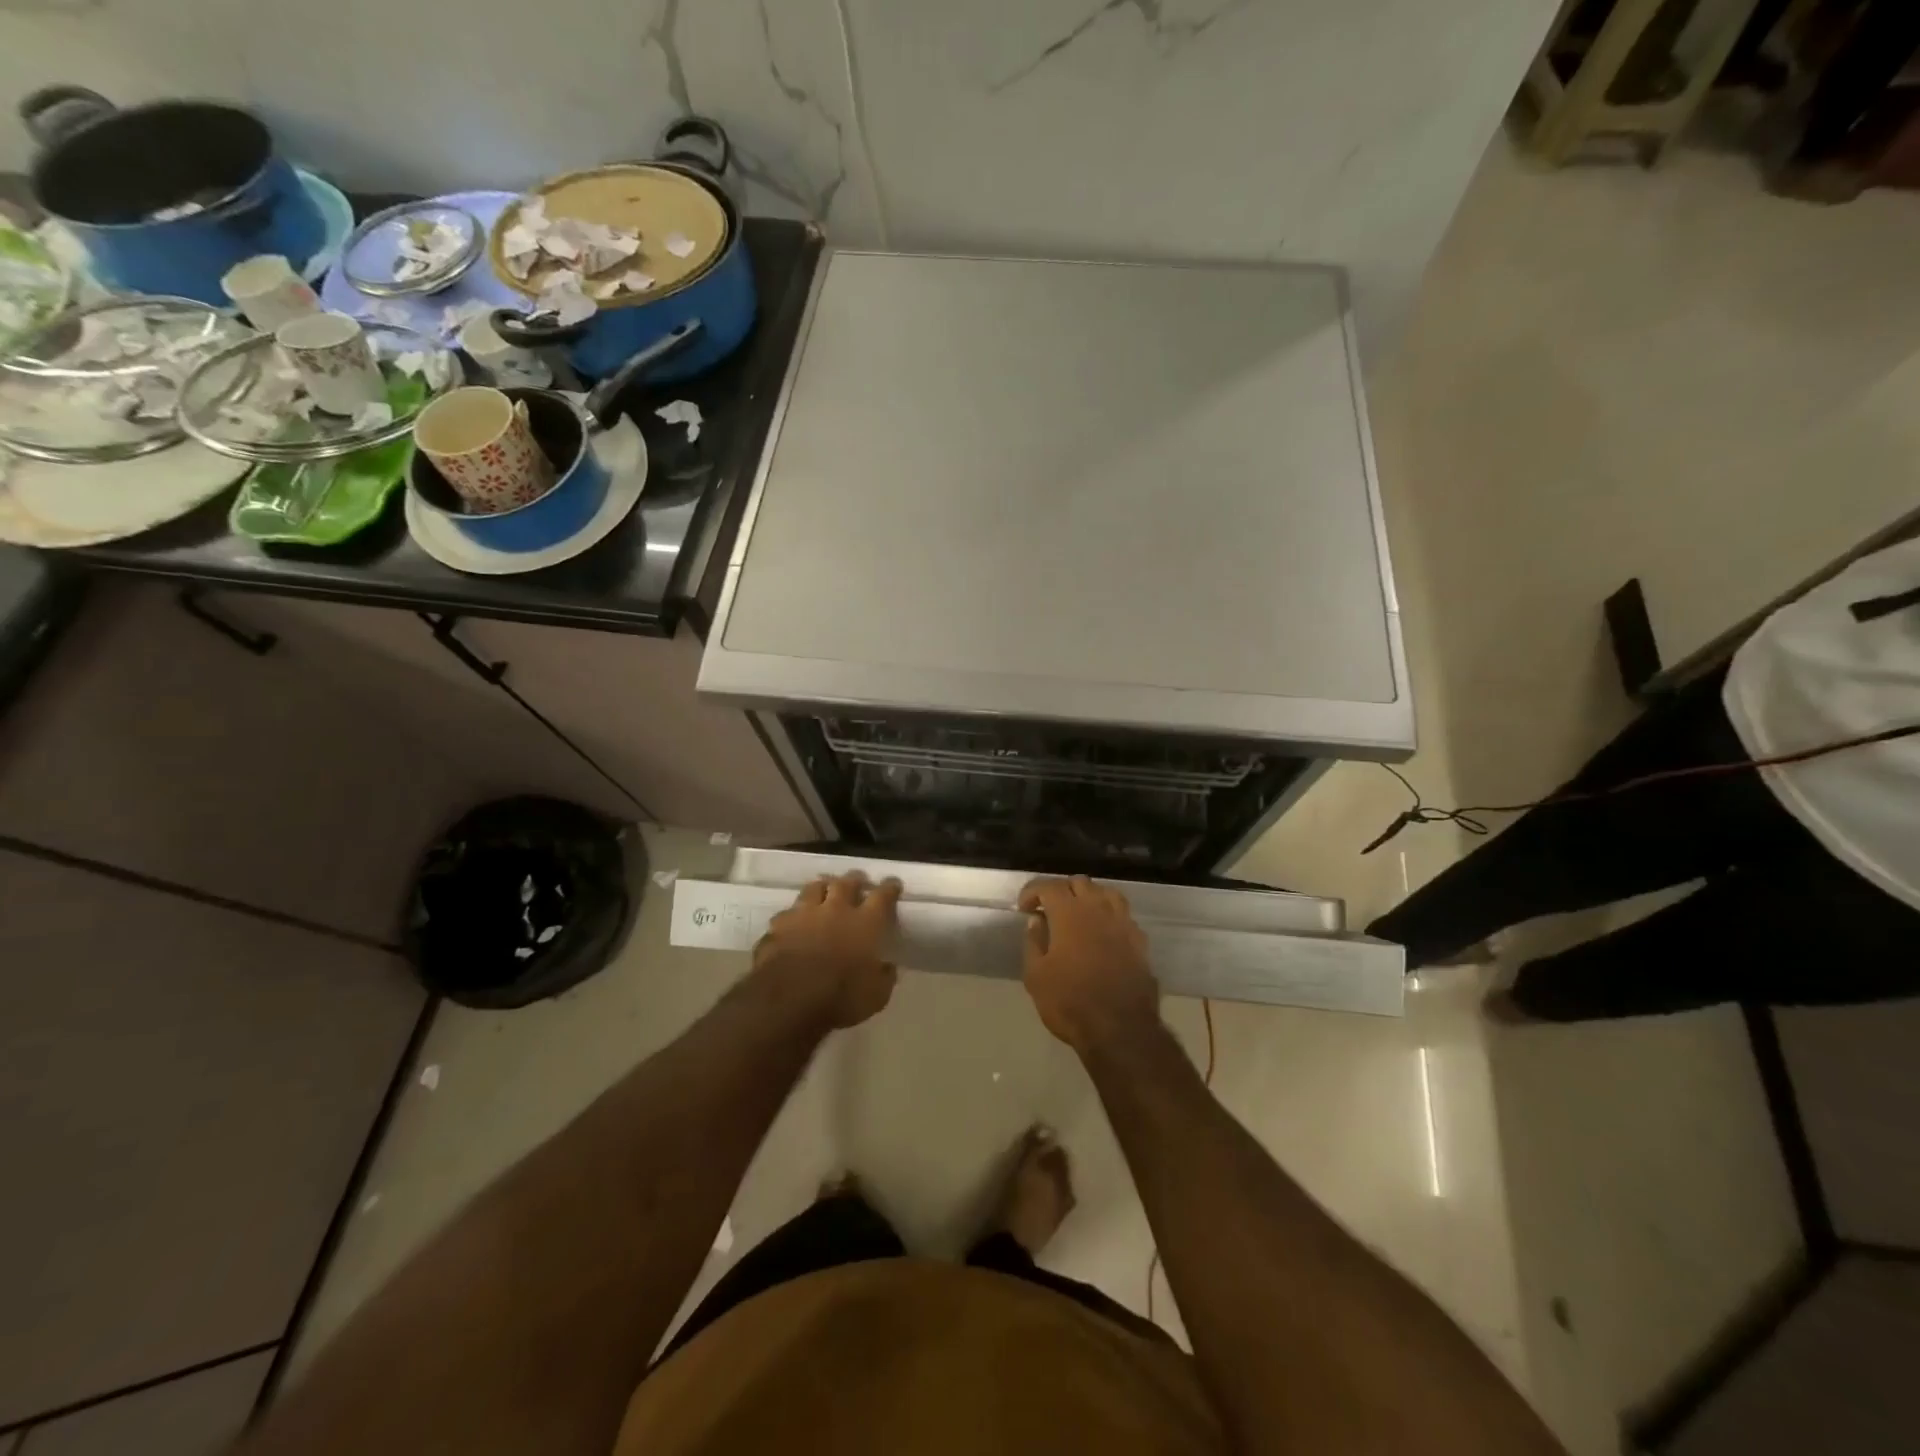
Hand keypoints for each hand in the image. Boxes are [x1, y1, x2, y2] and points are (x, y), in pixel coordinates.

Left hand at [753, 872, 901, 1029]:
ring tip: (824, 889)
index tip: (893, 884)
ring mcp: (803, 915)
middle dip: (854, 880)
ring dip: (822, 887)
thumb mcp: (876, 996)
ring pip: (814, 888)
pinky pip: (787, 913)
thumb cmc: (840, 998)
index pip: (882, 896)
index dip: (889, 888)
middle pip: (846, 883)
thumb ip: (884, 977)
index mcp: (865, 924)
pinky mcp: (777, 926)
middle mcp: (835, 910)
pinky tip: (792, 922)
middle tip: (857, 881)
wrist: (787, 1000)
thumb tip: (887, 967)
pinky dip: (793, 915)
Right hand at [1018, 876, 1158, 1052]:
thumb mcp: (1036, 976)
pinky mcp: (1140, 941)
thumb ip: (1034, 942)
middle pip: (1079, 883)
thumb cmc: (1070, 1002)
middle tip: (1048, 911)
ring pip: (1106, 893)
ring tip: (1078, 915)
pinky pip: (1123, 916)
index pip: (1048, 886)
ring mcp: (1123, 923)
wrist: (1120, 1029)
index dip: (1032, 891)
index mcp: (1069, 913)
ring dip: (1089, 898)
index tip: (1024, 908)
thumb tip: (1037, 921)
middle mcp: (1098, 909)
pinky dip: (1109, 916)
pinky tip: (1102, 934)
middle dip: (1061, 891)